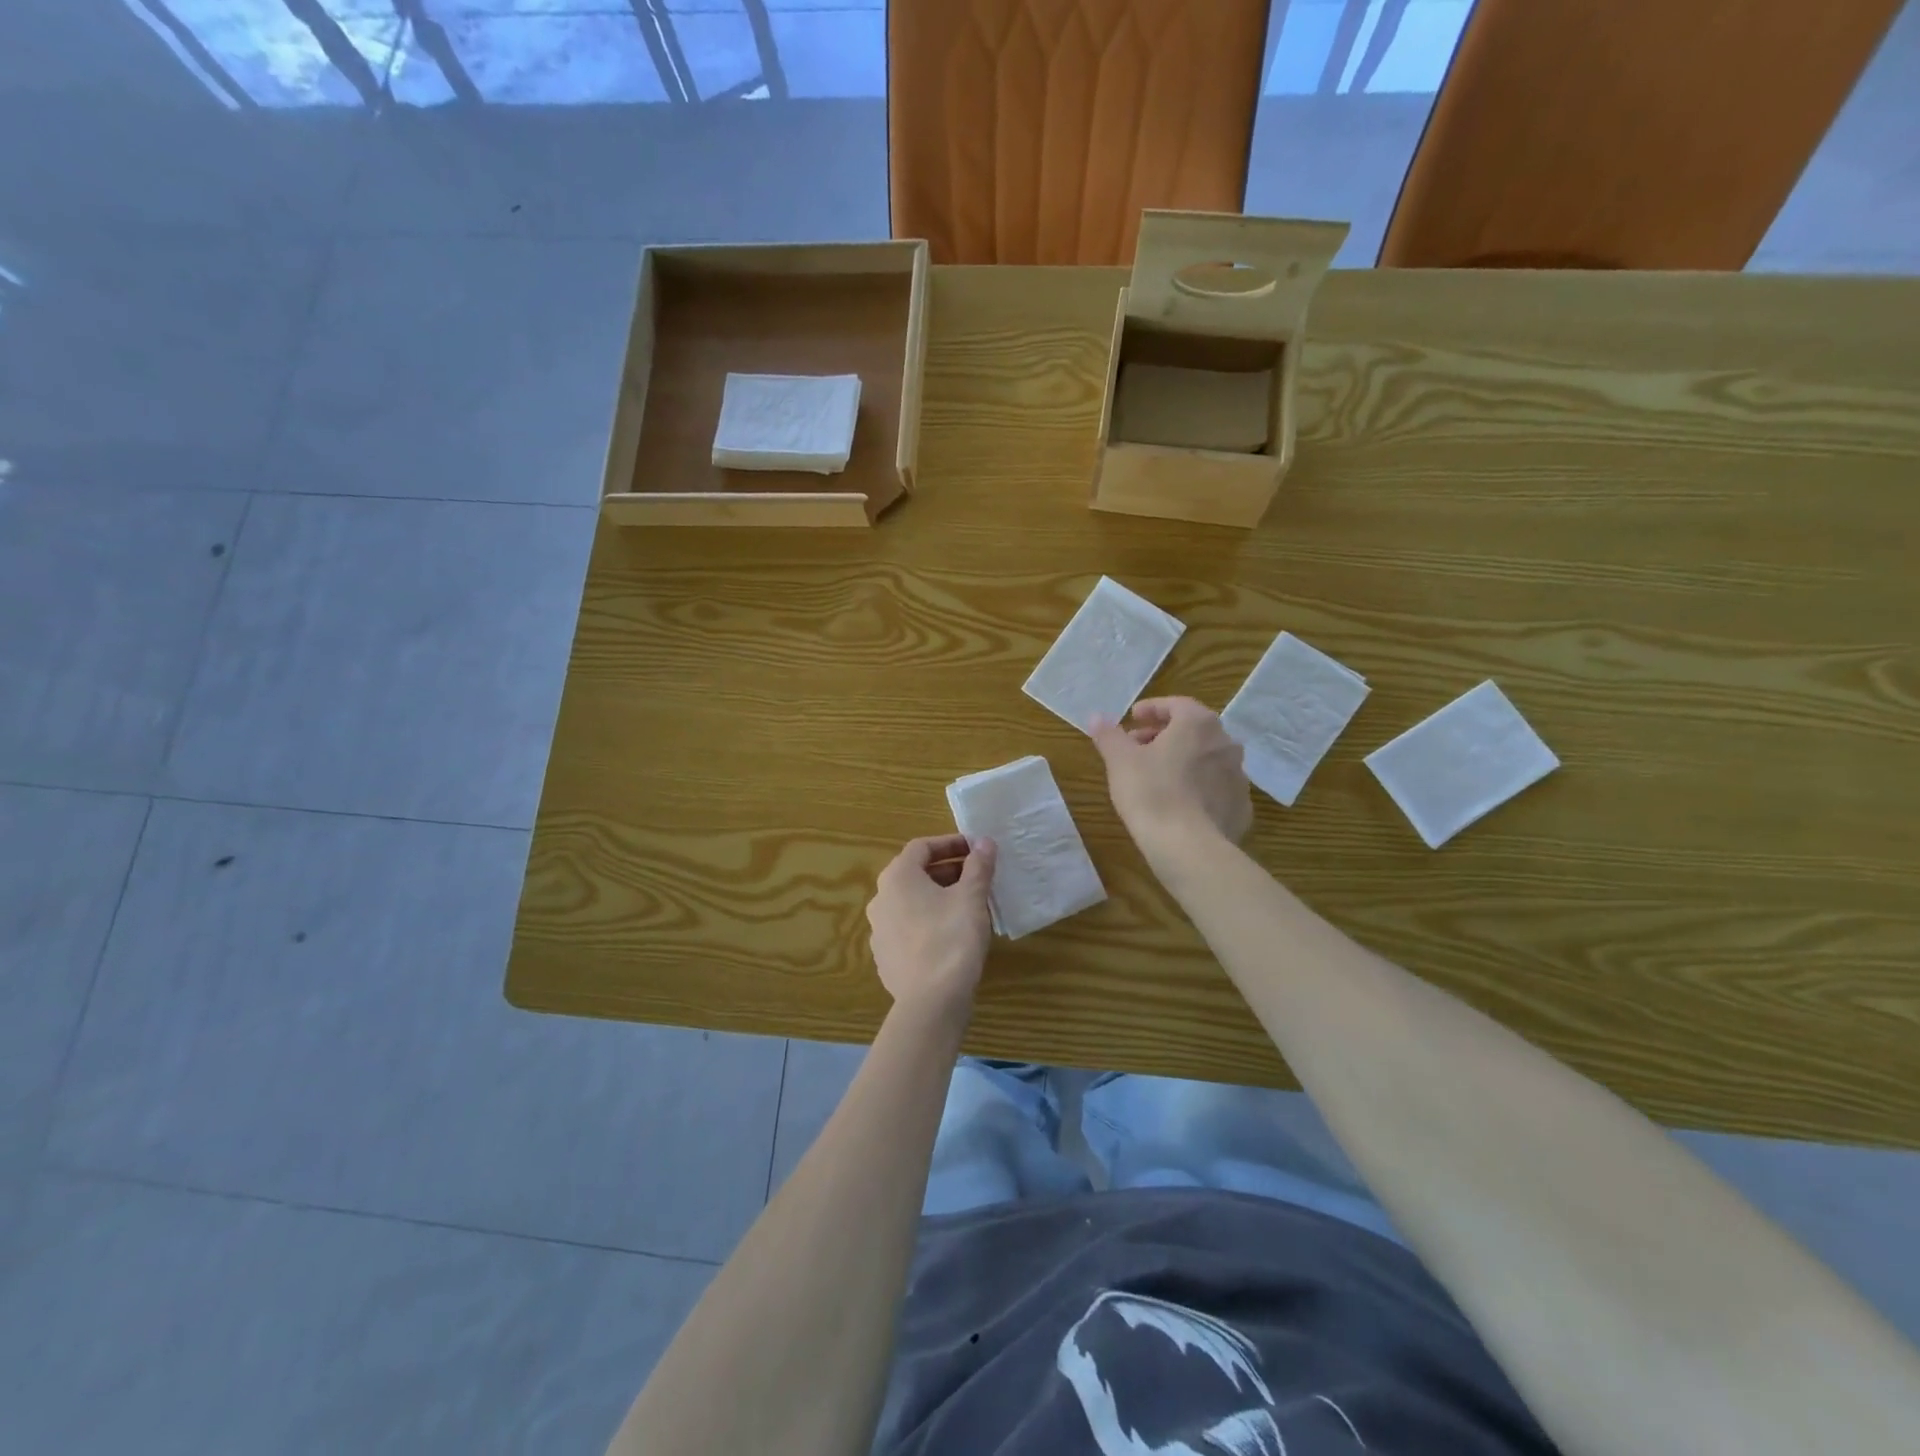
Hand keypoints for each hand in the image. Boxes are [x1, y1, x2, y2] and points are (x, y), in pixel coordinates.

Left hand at [866, 834, 996, 1023]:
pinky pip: (907, 928)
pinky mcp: (885, 957)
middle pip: (914, 874)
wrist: (931, 1001)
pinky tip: (950, 935)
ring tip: (967, 905)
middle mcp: (880, 899)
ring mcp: (878, 930)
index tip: (975, 850)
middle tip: (976, 877)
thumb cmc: (952, 938)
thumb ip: (978, 866)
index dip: (950, 843)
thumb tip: (985, 842)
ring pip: (910, 902)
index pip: (921, 847)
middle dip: (947, 871)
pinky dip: (928, 922)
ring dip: (937, 897)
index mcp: (898, 877)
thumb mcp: (972, 898)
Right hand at [1090, 697, 1252, 862]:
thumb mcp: (1120, 761)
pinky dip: (1198, 786)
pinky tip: (1179, 802)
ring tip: (1156, 775)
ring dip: (1183, 759)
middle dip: (1164, 734)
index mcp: (1199, 724)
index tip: (1132, 718)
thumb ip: (1109, 735)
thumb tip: (1097, 717)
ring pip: (1206, 758)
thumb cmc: (1151, 793)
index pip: (1176, 704)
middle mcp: (1226, 743)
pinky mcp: (1241, 806)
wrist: (1188, 847)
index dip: (1152, 709)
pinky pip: (1216, 787)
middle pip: (1193, 730)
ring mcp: (1239, 776)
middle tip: (1138, 746)